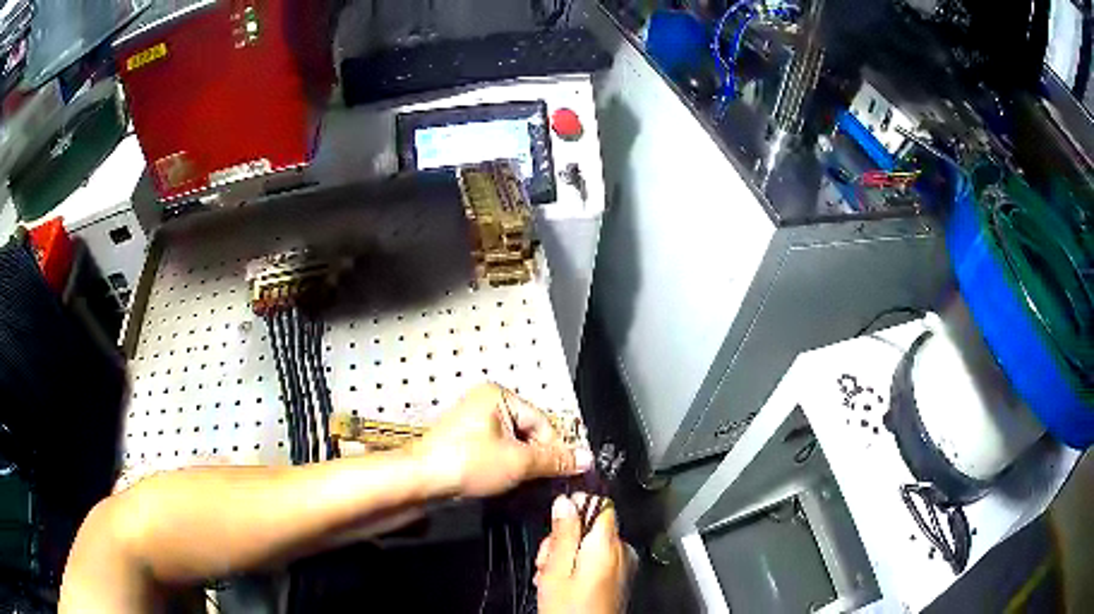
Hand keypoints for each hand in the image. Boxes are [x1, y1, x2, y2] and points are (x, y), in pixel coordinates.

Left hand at [412, 383, 592, 498]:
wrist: (421, 482)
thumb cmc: (465, 464)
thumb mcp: (518, 462)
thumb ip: (554, 459)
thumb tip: (586, 458)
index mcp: (498, 396)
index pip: (542, 421)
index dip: (557, 448)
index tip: (569, 471)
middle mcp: (485, 404)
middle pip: (528, 432)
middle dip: (539, 458)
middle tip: (548, 482)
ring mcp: (473, 424)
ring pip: (513, 445)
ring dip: (523, 465)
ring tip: (527, 485)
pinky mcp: (465, 444)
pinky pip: (497, 452)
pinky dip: (506, 467)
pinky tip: (508, 484)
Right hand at [536, 494, 629, 613]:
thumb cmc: (570, 608)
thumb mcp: (557, 569)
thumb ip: (563, 533)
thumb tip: (566, 501)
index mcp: (608, 544)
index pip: (600, 504)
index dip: (576, 506)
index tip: (556, 521)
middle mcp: (623, 550)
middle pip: (592, 526)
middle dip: (565, 538)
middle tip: (546, 561)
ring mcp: (624, 565)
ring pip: (592, 544)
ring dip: (568, 554)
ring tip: (550, 576)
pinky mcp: (620, 578)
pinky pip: (599, 560)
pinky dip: (579, 566)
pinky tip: (563, 583)